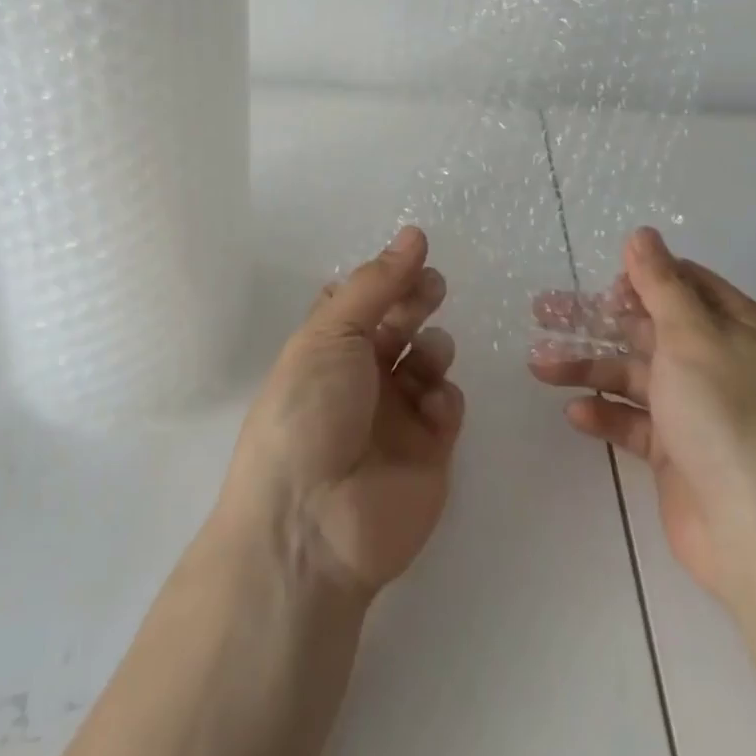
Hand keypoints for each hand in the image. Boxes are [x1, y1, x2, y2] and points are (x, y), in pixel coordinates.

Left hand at [217, 226, 465, 599]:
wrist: (314, 522)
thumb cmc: (309, 411)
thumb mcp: (331, 333)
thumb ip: (376, 284)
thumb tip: (413, 234)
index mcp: (327, 347)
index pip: (361, 301)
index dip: (386, 277)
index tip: (416, 251)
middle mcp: (361, 376)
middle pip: (398, 324)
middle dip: (417, 301)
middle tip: (433, 287)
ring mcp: (396, 414)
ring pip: (428, 360)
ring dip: (432, 347)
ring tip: (428, 353)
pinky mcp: (429, 450)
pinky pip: (447, 404)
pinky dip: (444, 395)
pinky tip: (432, 404)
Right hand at [530, 228, 755, 601]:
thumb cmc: (729, 415)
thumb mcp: (691, 335)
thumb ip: (661, 284)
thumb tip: (642, 234)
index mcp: (737, 328)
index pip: (686, 285)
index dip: (643, 279)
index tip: (604, 285)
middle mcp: (719, 363)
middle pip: (648, 328)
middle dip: (597, 321)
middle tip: (543, 312)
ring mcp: (699, 411)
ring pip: (633, 375)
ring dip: (588, 367)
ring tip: (538, 365)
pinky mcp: (679, 454)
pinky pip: (635, 422)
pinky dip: (606, 413)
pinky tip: (576, 412)